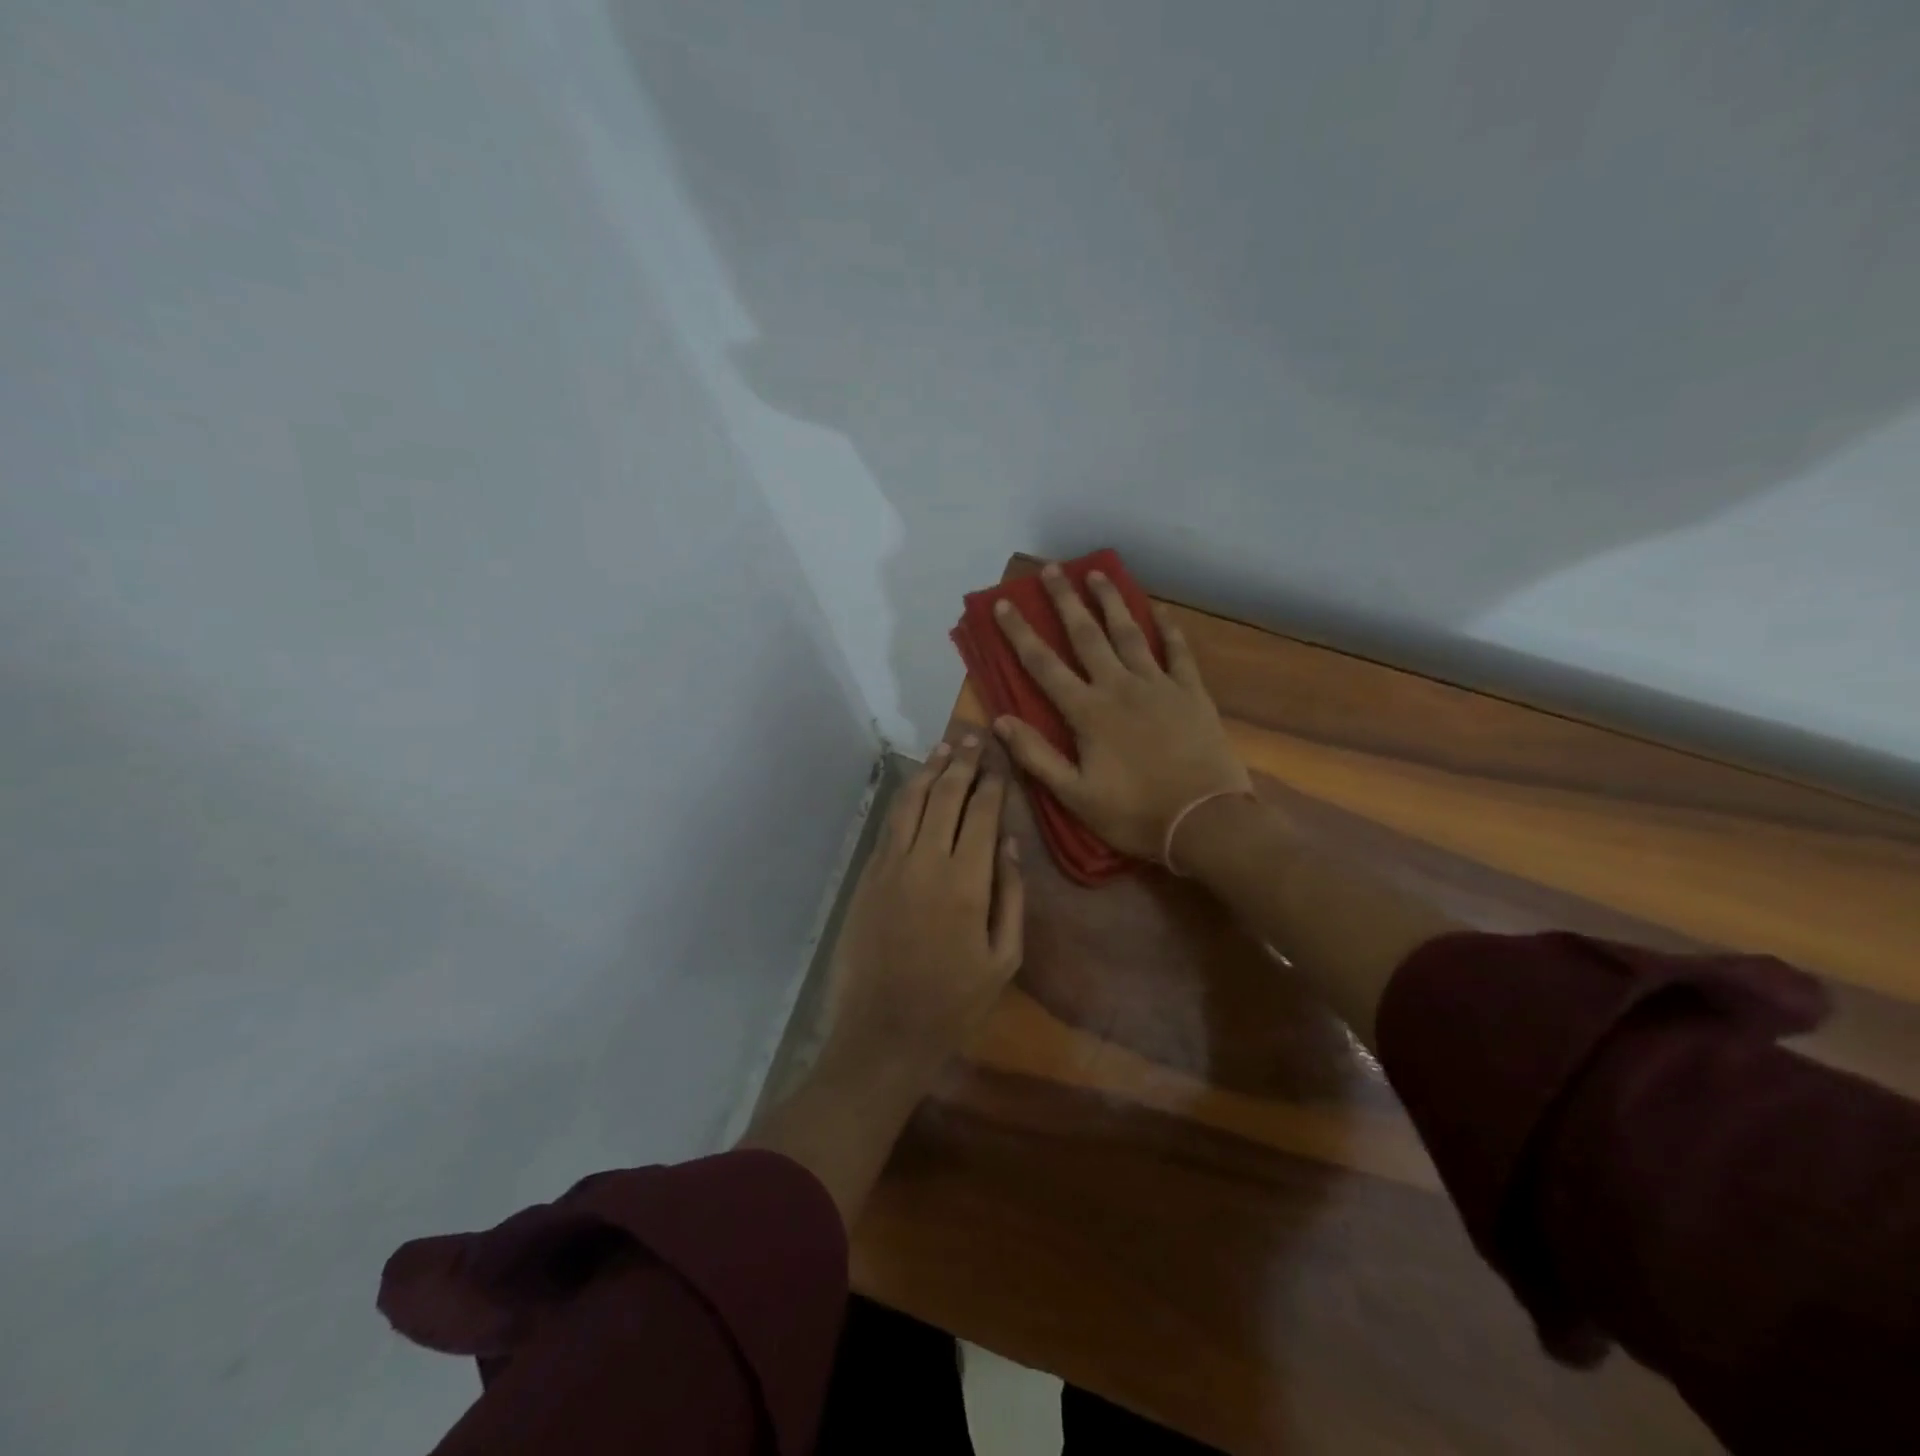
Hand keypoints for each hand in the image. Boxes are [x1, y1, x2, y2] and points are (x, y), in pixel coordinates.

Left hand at [823, 735, 1024, 1076]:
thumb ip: (1011, 895)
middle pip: (946, 797)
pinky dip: (906, 799)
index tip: (999, 759)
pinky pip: (889, 825)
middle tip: (973, 735)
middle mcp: (926, 862)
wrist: (884, 1030)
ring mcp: (891, 866)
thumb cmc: (954, 1001)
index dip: (991, 782)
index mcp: (966, 882)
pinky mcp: (868, 876)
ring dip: (930, 771)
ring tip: (945, 747)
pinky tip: (916, 786)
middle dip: (962, 762)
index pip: (981, 814)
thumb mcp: (1004, 958)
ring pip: (912, 803)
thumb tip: (1009, 842)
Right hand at [991, 563, 1250, 863]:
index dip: (1020, 634)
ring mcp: (1159, 685)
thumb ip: (1036, 756)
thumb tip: (999, 721)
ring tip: (1098, 573)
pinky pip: (1178, 651)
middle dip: (1065, 601)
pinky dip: (1168, 629)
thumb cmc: (1135, 813)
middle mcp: (1119, 687)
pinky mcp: (1191, 693)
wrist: (1205, 822)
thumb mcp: (1075, 795)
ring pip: (1130, 633)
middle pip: (1087, 635)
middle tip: (1052, 569)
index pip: (1044, 665)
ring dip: (1111, 602)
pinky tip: (1159, 611)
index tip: (1004, 604)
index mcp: (1087, 713)